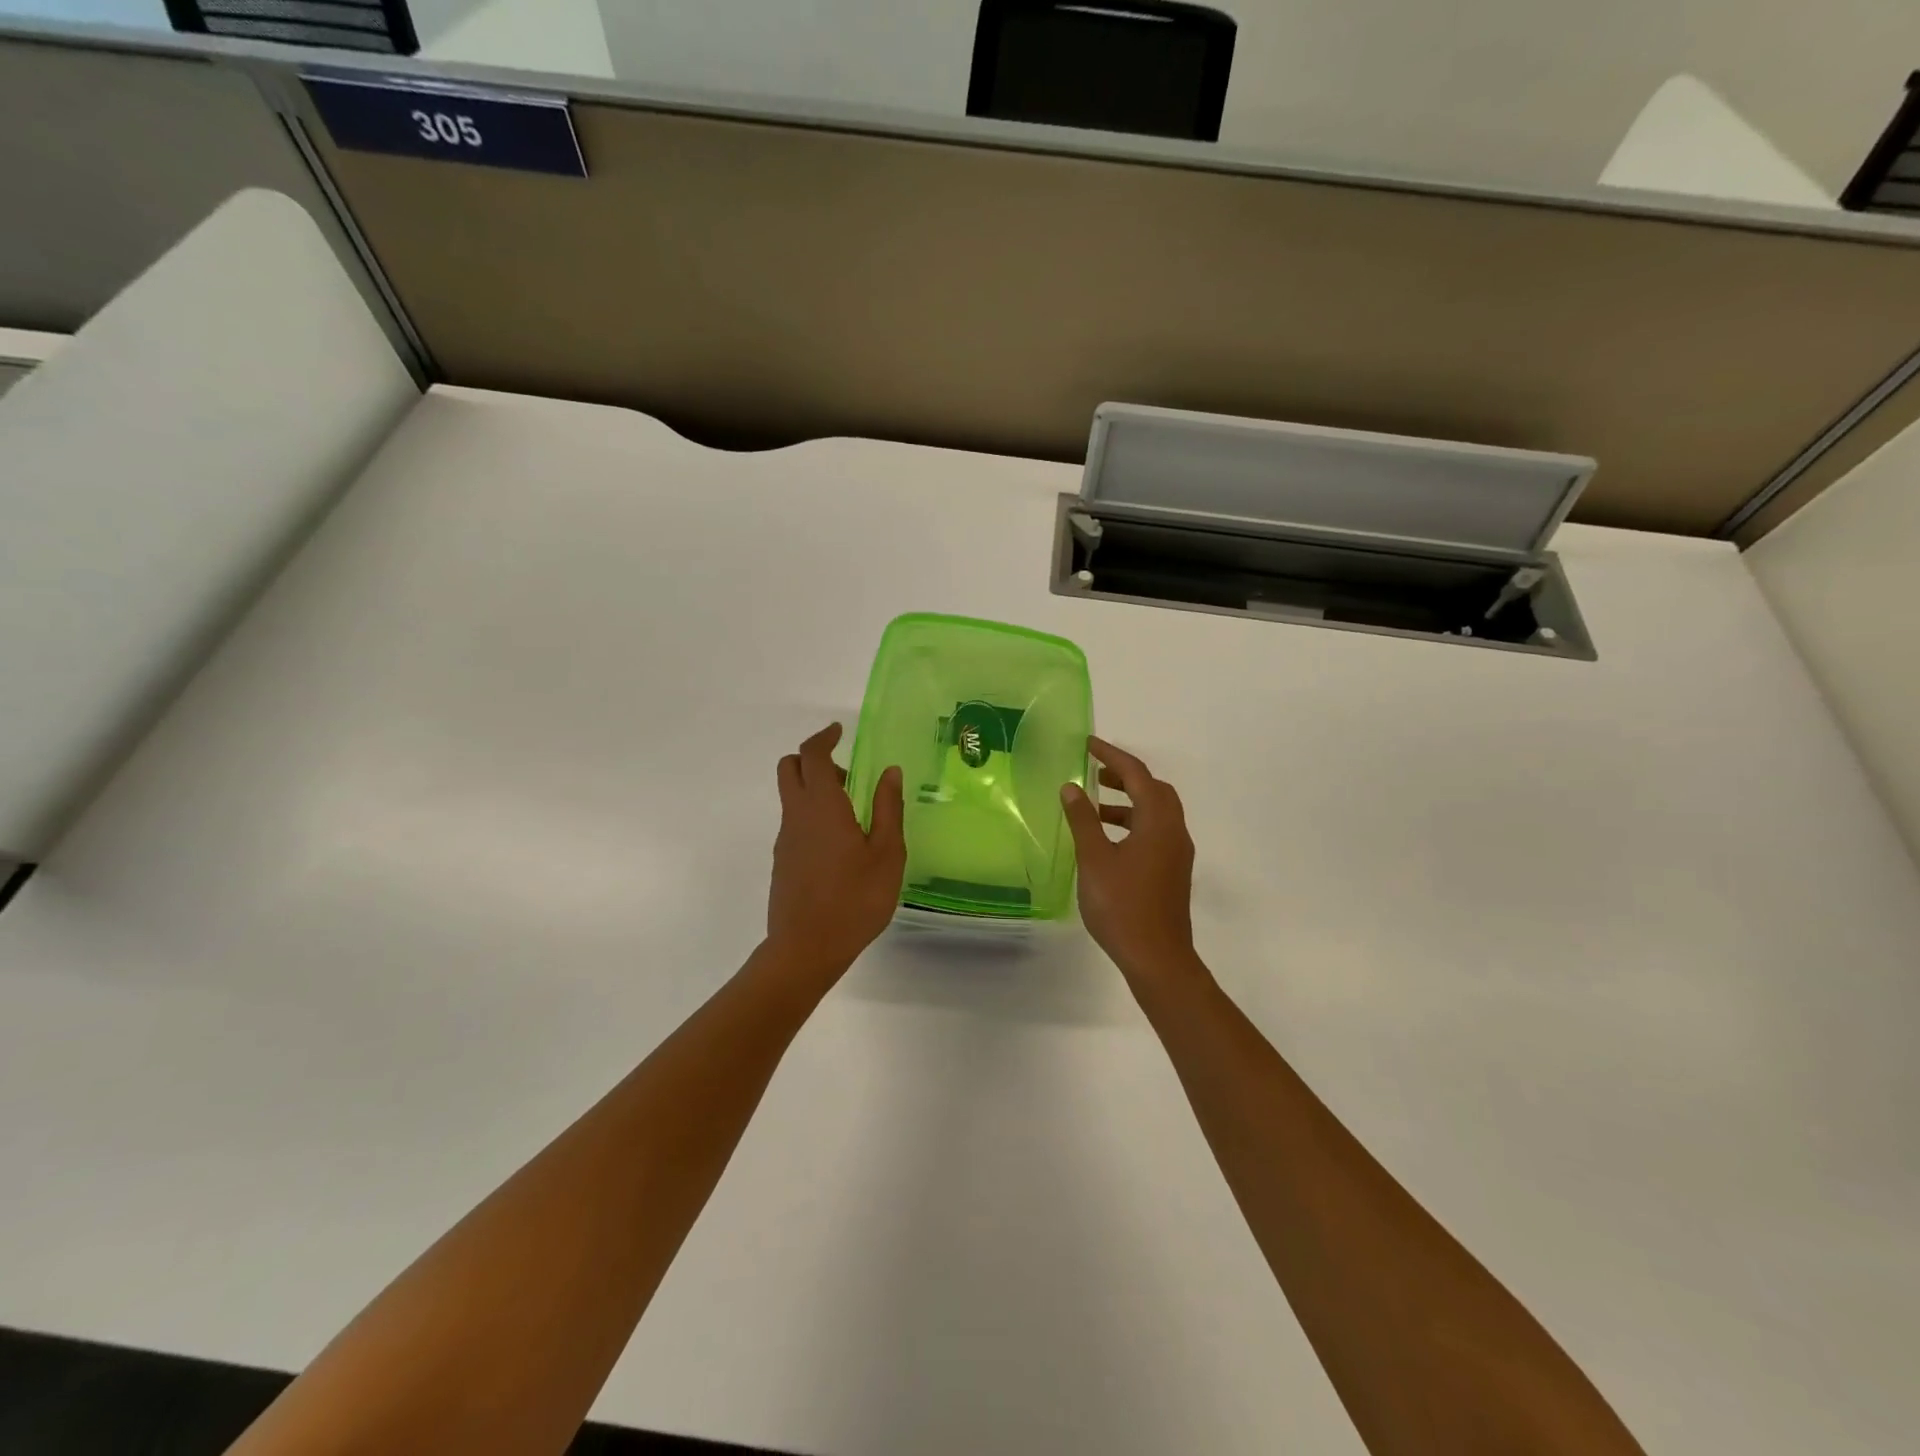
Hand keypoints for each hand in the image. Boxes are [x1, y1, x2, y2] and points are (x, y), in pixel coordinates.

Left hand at [768, 724, 905, 978]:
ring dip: (815, 790)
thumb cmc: (855, 899)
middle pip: (789, 769)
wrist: (806, 948)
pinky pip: (794, 822)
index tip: (839, 731)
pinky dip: (812, 815)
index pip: (812, 755)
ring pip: (791, 797)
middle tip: (845, 774)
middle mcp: (797, 816)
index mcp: (823, 807)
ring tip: (853, 816)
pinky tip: (840, 846)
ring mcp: (785, 839)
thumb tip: (890, 772)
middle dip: (812, 758)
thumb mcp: (887, 854)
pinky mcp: (782, 861)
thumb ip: (888, 808)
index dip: (823, 737)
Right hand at [1061, 737, 1199, 985]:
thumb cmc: (1122, 905)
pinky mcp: (1173, 872)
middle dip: (1125, 776)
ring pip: (1156, 813)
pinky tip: (1108, 841)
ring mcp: (1177, 853)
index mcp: (1158, 822)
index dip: (1112, 756)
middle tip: (1095, 773)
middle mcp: (1174, 831)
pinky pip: (1155, 832)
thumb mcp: (1094, 859)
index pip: (1137, 775)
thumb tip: (1071, 787)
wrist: (1157, 958)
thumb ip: (1083, 819)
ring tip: (1093, 808)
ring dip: (1127, 802)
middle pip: (1154, 790)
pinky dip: (1133, 823)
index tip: (1089, 744)